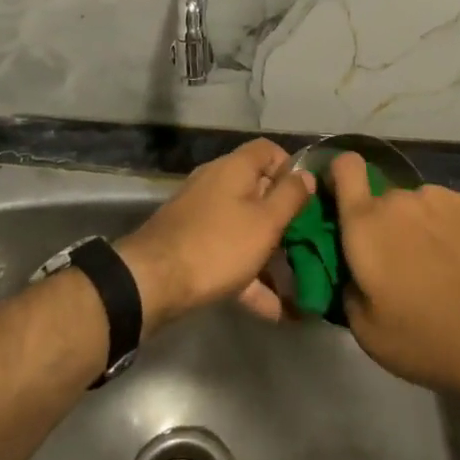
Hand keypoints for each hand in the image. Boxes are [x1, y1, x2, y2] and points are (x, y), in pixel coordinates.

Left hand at [117, 139, 314, 332]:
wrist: (154, 280)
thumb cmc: (219, 245)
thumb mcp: (265, 222)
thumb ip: (290, 197)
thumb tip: (306, 174)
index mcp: (234, 167)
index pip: (268, 150)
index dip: (290, 167)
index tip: (306, 197)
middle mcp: (215, 182)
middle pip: (256, 189)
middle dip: (282, 216)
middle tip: (305, 241)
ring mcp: (200, 213)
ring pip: (242, 224)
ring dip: (267, 251)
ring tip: (295, 282)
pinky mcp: (190, 242)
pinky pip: (226, 251)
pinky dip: (248, 274)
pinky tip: (272, 309)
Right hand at [329, 152, 459, 400]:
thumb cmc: (428, 339)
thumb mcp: (368, 333)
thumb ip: (348, 290)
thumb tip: (353, 272)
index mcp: (365, 224)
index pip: (345, 167)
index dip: (341, 177)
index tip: (345, 203)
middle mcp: (399, 198)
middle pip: (385, 200)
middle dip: (388, 225)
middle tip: (404, 268)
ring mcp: (441, 197)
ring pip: (420, 206)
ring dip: (422, 227)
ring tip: (444, 269)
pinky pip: (453, 211)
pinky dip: (454, 230)